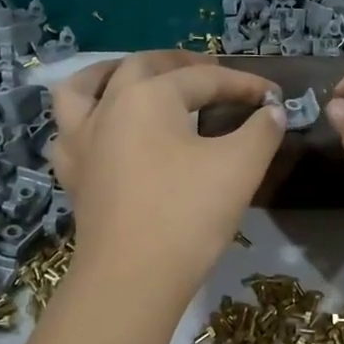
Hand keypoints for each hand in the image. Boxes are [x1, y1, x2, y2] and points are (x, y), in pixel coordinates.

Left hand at [49, 52, 285, 294]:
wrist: (132, 278)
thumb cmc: (187, 215)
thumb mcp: (239, 167)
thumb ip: (261, 131)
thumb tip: (272, 111)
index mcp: (148, 96)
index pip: (204, 79)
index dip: (243, 84)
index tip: (273, 95)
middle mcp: (108, 106)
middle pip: (143, 67)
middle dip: (181, 65)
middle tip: (211, 74)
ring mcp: (81, 140)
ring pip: (84, 87)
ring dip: (112, 74)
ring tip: (134, 77)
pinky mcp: (72, 173)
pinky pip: (70, 130)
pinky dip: (86, 119)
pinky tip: (102, 130)